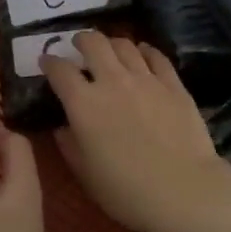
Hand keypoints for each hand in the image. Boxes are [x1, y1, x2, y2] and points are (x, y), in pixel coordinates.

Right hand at [37, 31, 217, 231]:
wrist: (184, 190)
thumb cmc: (127, 191)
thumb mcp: (86, 174)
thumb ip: (69, 145)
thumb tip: (62, 127)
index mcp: (83, 104)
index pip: (60, 70)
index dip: (49, 62)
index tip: (46, 62)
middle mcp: (112, 81)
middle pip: (93, 43)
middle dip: (82, 40)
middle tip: (79, 46)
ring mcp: (146, 79)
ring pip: (125, 45)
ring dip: (112, 43)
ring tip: (110, 50)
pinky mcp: (173, 84)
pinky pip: (156, 56)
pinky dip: (145, 51)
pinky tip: (143, 53)